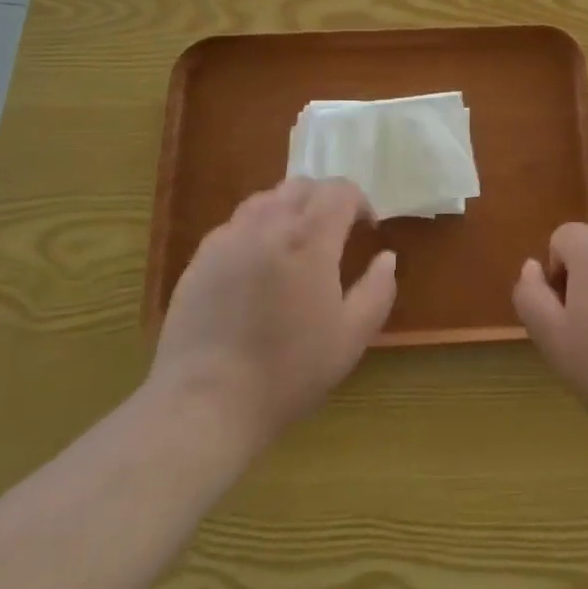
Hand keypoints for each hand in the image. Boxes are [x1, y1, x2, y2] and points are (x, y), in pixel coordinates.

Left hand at [147, 178, 395, 451]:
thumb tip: (386, 257)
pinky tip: (257, 267)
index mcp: (309, 238)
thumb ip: (377, 290)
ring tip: (295, 246)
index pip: (339, 191)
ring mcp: (229, 237)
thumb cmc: (288, 370)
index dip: (359, 202)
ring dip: (289, 210)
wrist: (207, 402)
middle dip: (324, 201)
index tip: (366, 228)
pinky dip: (256, 230)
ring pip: (265, 200)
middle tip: (334, 234)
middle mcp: (268, 224)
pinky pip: (236, 225)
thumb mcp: (351, 337)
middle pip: (301, 186)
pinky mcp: (201, 257)